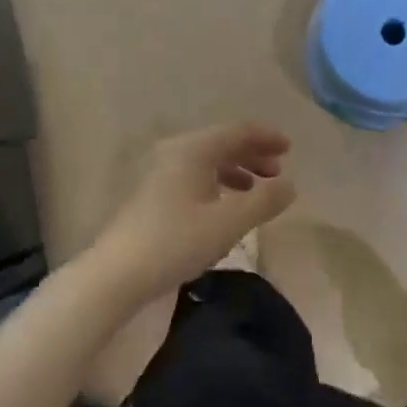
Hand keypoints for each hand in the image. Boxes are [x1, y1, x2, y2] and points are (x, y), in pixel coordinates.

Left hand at [88, 123, 296, 306]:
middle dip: (253, 154)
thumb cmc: (176, 241)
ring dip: (237, 170)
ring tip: (257, 190)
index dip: (267, 137)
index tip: (290, 149)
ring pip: (208, 161)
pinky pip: (195, 175)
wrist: (116, 274)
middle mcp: (176, 151)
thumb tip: (290, 185)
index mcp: (194, 149)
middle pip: (222, 143)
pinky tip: (226, 206)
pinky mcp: (152, 193)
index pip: (238, 131)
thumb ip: (265, 201)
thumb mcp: (229, 223)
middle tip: (278, 172)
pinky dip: (218, 183)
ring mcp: (160, 172)